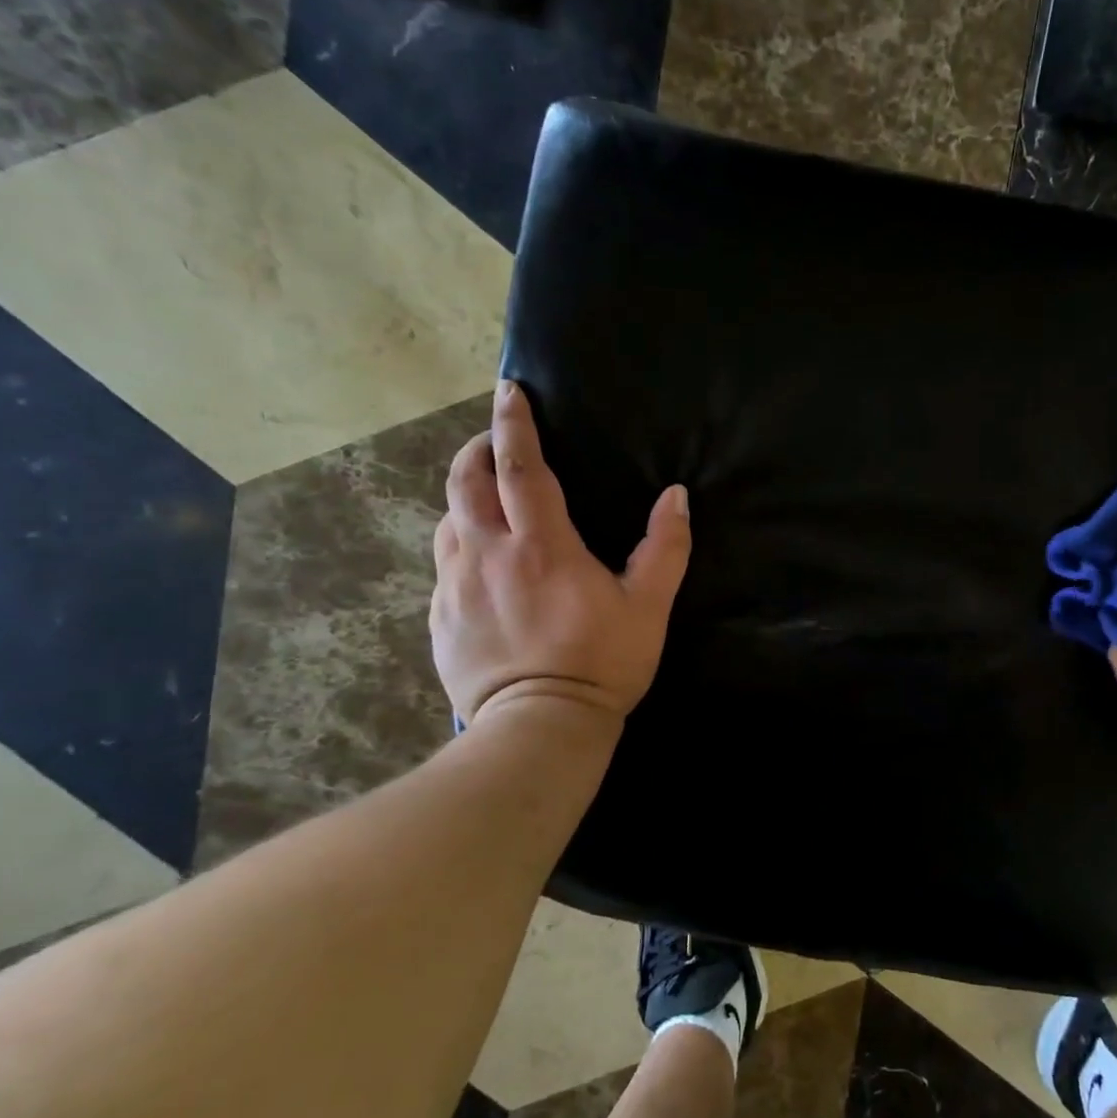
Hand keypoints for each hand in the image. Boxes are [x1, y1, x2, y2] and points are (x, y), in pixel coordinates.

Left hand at [431, 380, 691, 724]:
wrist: (539, 726)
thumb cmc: (601, 663)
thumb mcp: (648, 607)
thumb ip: (665, 548)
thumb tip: (675, 496)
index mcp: (541, 545)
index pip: (519, 467)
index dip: (514, 424)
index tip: (508, 391)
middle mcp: (488, 553)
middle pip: (466, 481)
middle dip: (478, 449)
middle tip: (497, 443)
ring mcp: (456, 586)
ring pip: (448, 520)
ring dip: (466, 497)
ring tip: (488, 502)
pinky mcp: (441, 617)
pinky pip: (444, 564)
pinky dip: (460, 544)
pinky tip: (481, 563)